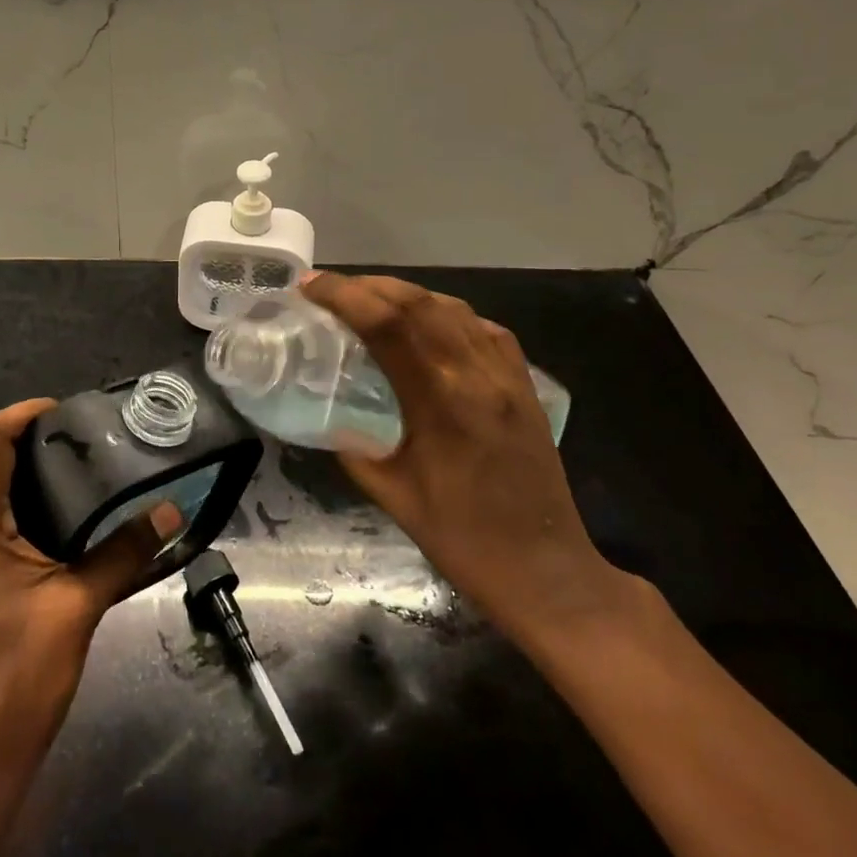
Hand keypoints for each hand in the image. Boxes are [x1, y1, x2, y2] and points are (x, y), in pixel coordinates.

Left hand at [0, 398, 183, 856]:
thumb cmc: (14, 681)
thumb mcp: (77, 608)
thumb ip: (124, 552)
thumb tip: (173, 510)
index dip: (23, 413)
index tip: (70, 408)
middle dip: (31, 438)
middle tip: (88, 434)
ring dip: (30, 472)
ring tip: (86, 465)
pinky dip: (29, 506)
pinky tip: (71, 519)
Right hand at [300, 273, 626, 644]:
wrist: (546, 570)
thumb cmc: (463, 540)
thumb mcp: (392, 496)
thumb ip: (355, 447)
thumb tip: (329, 415)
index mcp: (441, 403)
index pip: (388, 325)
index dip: (344, 296)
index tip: (309, 287)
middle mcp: (477, 375)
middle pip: (420, 302)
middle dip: (368, 286)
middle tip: (331, 288)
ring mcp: (507, 376)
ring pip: (452, 308)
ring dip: (404, 294)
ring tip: (369, 299)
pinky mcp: (524, 384)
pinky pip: (482, 328)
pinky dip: (445, 313)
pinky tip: (427, 324)